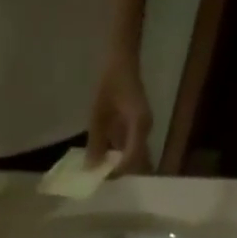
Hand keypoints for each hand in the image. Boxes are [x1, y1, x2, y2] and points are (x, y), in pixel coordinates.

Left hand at [87, 55, 152, 173]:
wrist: (122, 59)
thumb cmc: (110, 81)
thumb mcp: (98, 113)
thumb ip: (95, 142)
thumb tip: (91, 168)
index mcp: (139, 125)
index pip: (131, 159)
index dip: (117, 172)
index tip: (100, 178)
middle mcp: (146, 130)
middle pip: (137, 162)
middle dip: (120, 173)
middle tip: (101, 178)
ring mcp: (144, 129)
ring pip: (135, 157)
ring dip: (120, 166)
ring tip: (102, 171)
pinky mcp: (140, 127)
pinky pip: (132, 148)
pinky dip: (121, 157)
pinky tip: (106, 158)